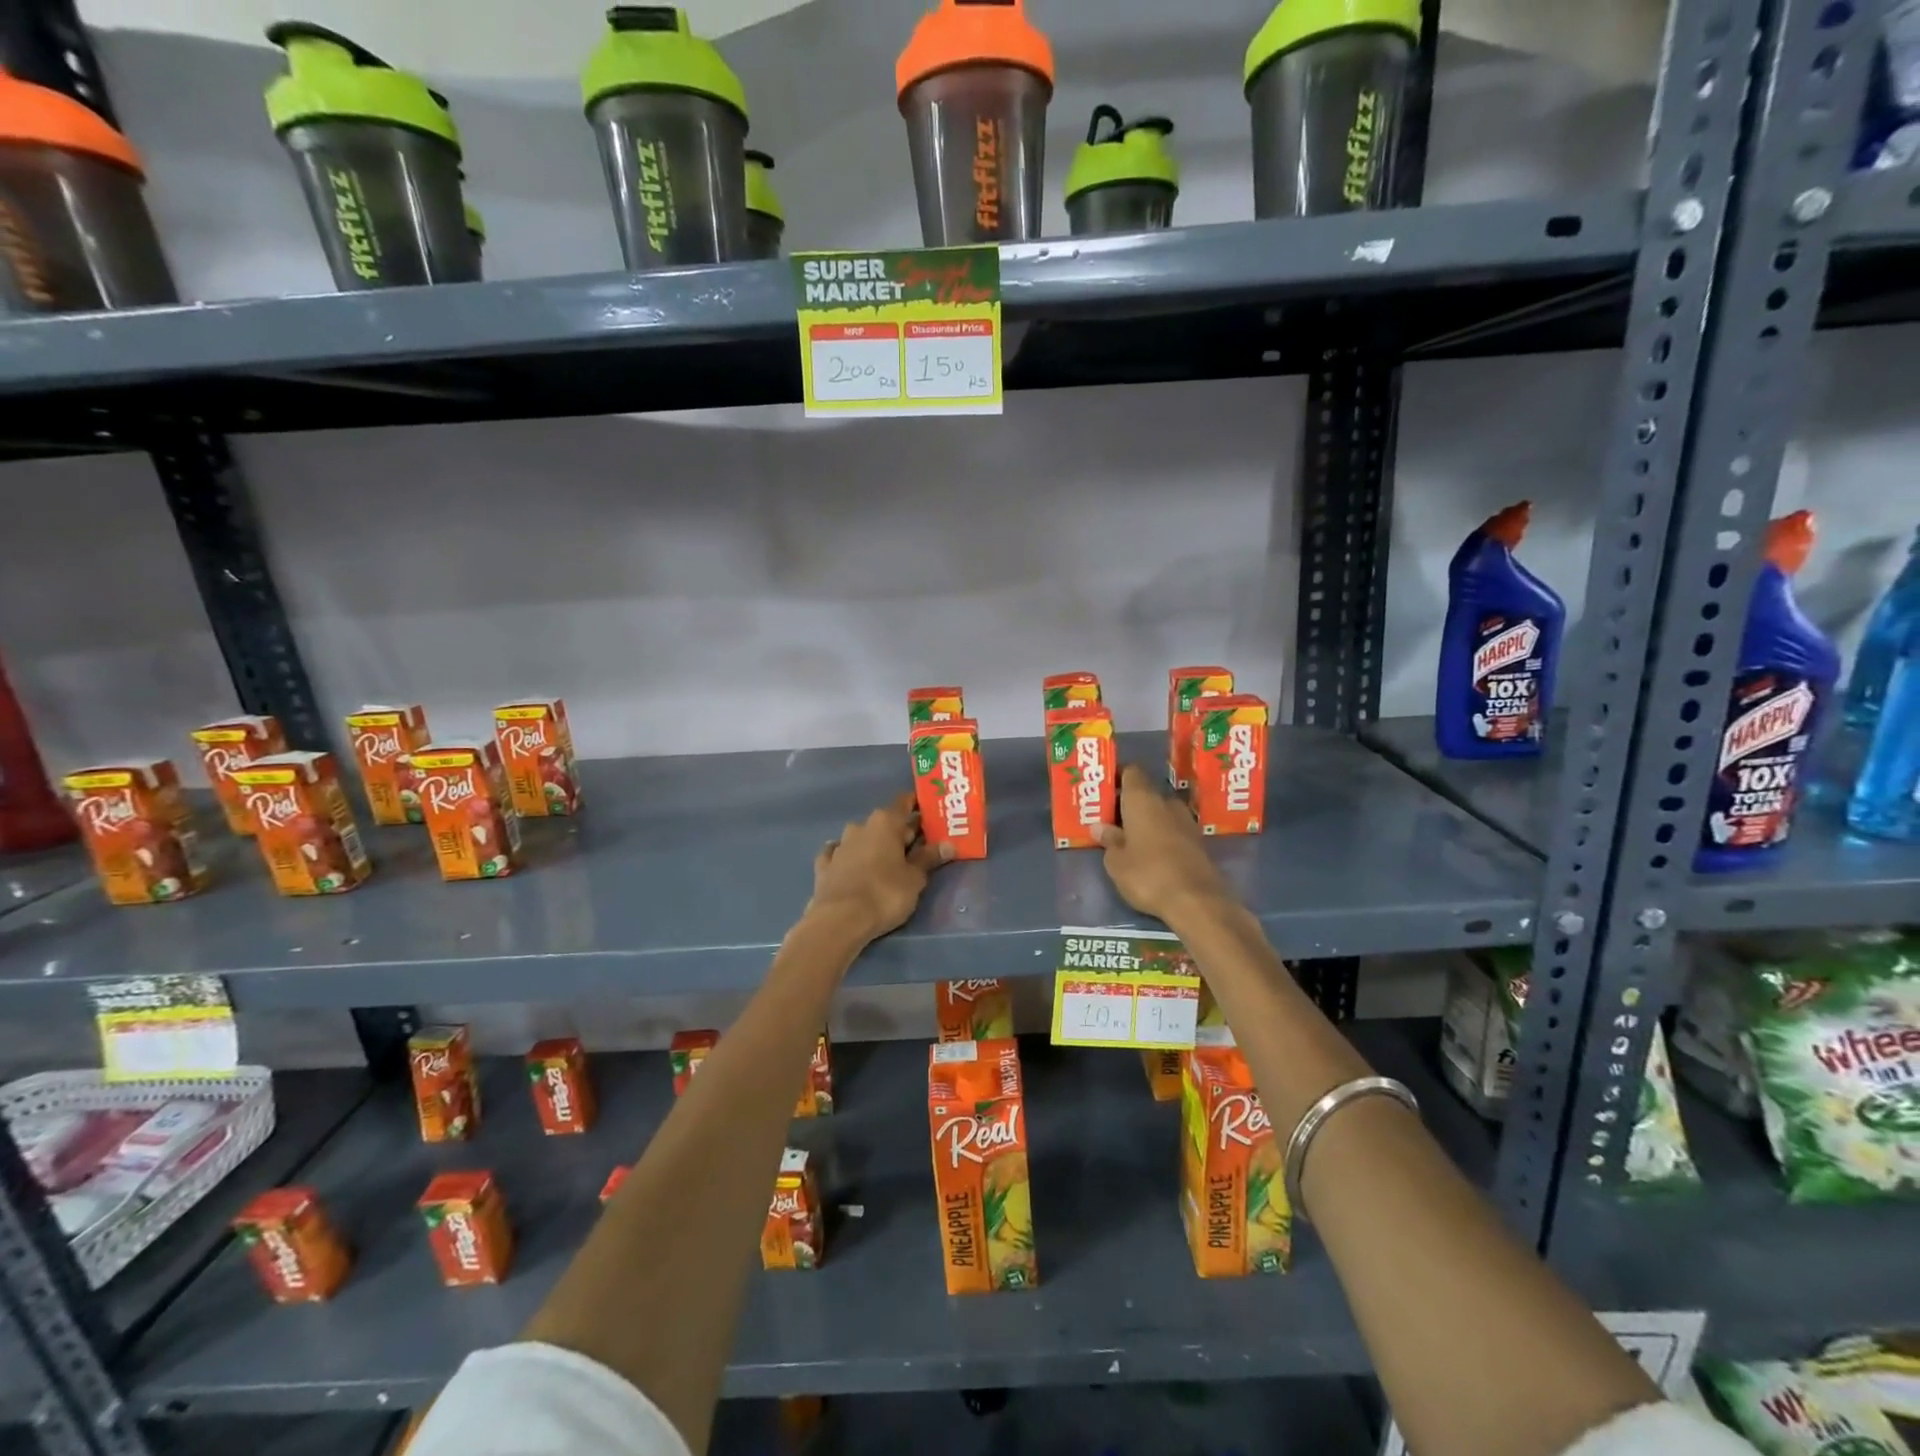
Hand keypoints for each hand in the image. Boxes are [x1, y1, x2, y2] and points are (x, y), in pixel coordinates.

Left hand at [807, 793, 950, 943]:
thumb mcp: (915, 878)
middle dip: (901, 831)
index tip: (931, 813)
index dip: (918, 805)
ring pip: (862, 837)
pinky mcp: (824, 865)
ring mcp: (840, 845)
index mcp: (885, 822)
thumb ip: (929, 858)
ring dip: (874, 844)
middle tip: (918, 846)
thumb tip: (948, 844)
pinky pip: (839, 853)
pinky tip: (850, 863)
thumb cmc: (884, 894)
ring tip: (887, 860)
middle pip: (886, 822)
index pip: (905, 802)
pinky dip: (849, 856)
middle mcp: (861, 826)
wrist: (839, 920)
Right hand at [1099, 765, 1234, 928]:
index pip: (1131, 772)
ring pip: (1161, 812)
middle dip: (1129, 804)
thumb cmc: (1147, 875)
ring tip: (1129, 838)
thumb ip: (1109, 840)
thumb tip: (1100, 827)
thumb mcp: (1116, 862)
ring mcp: (1187, 822)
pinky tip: (1150, 853)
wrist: (1197, 901)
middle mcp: (1166, 803)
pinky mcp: (1198, 842)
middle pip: (1146, 793)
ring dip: (1147, 821)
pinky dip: (1161, 836)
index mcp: (1143, 799)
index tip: (1104, 790)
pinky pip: (1173, 830)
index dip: (1117, 777)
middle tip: (1111, 819)